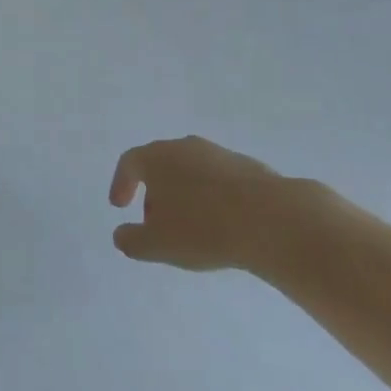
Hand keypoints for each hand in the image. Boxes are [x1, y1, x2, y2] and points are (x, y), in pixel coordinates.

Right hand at [108, 136, 292, 272]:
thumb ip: (131, 240)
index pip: (130, 162)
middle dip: (153, 192)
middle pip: (161, 164)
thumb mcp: (156, 244)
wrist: (270, 218)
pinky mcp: (246, 166)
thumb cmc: (202, 228)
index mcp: (157, 157)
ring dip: (183, 195)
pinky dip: (210, 198)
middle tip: (155, 223)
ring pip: (190, 171)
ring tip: (189, 228)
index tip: (119, 206)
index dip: (121, 183)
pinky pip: (217, 181)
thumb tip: (121, 234)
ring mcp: (218, 153)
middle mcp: (185, 146)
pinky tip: (220, 224)